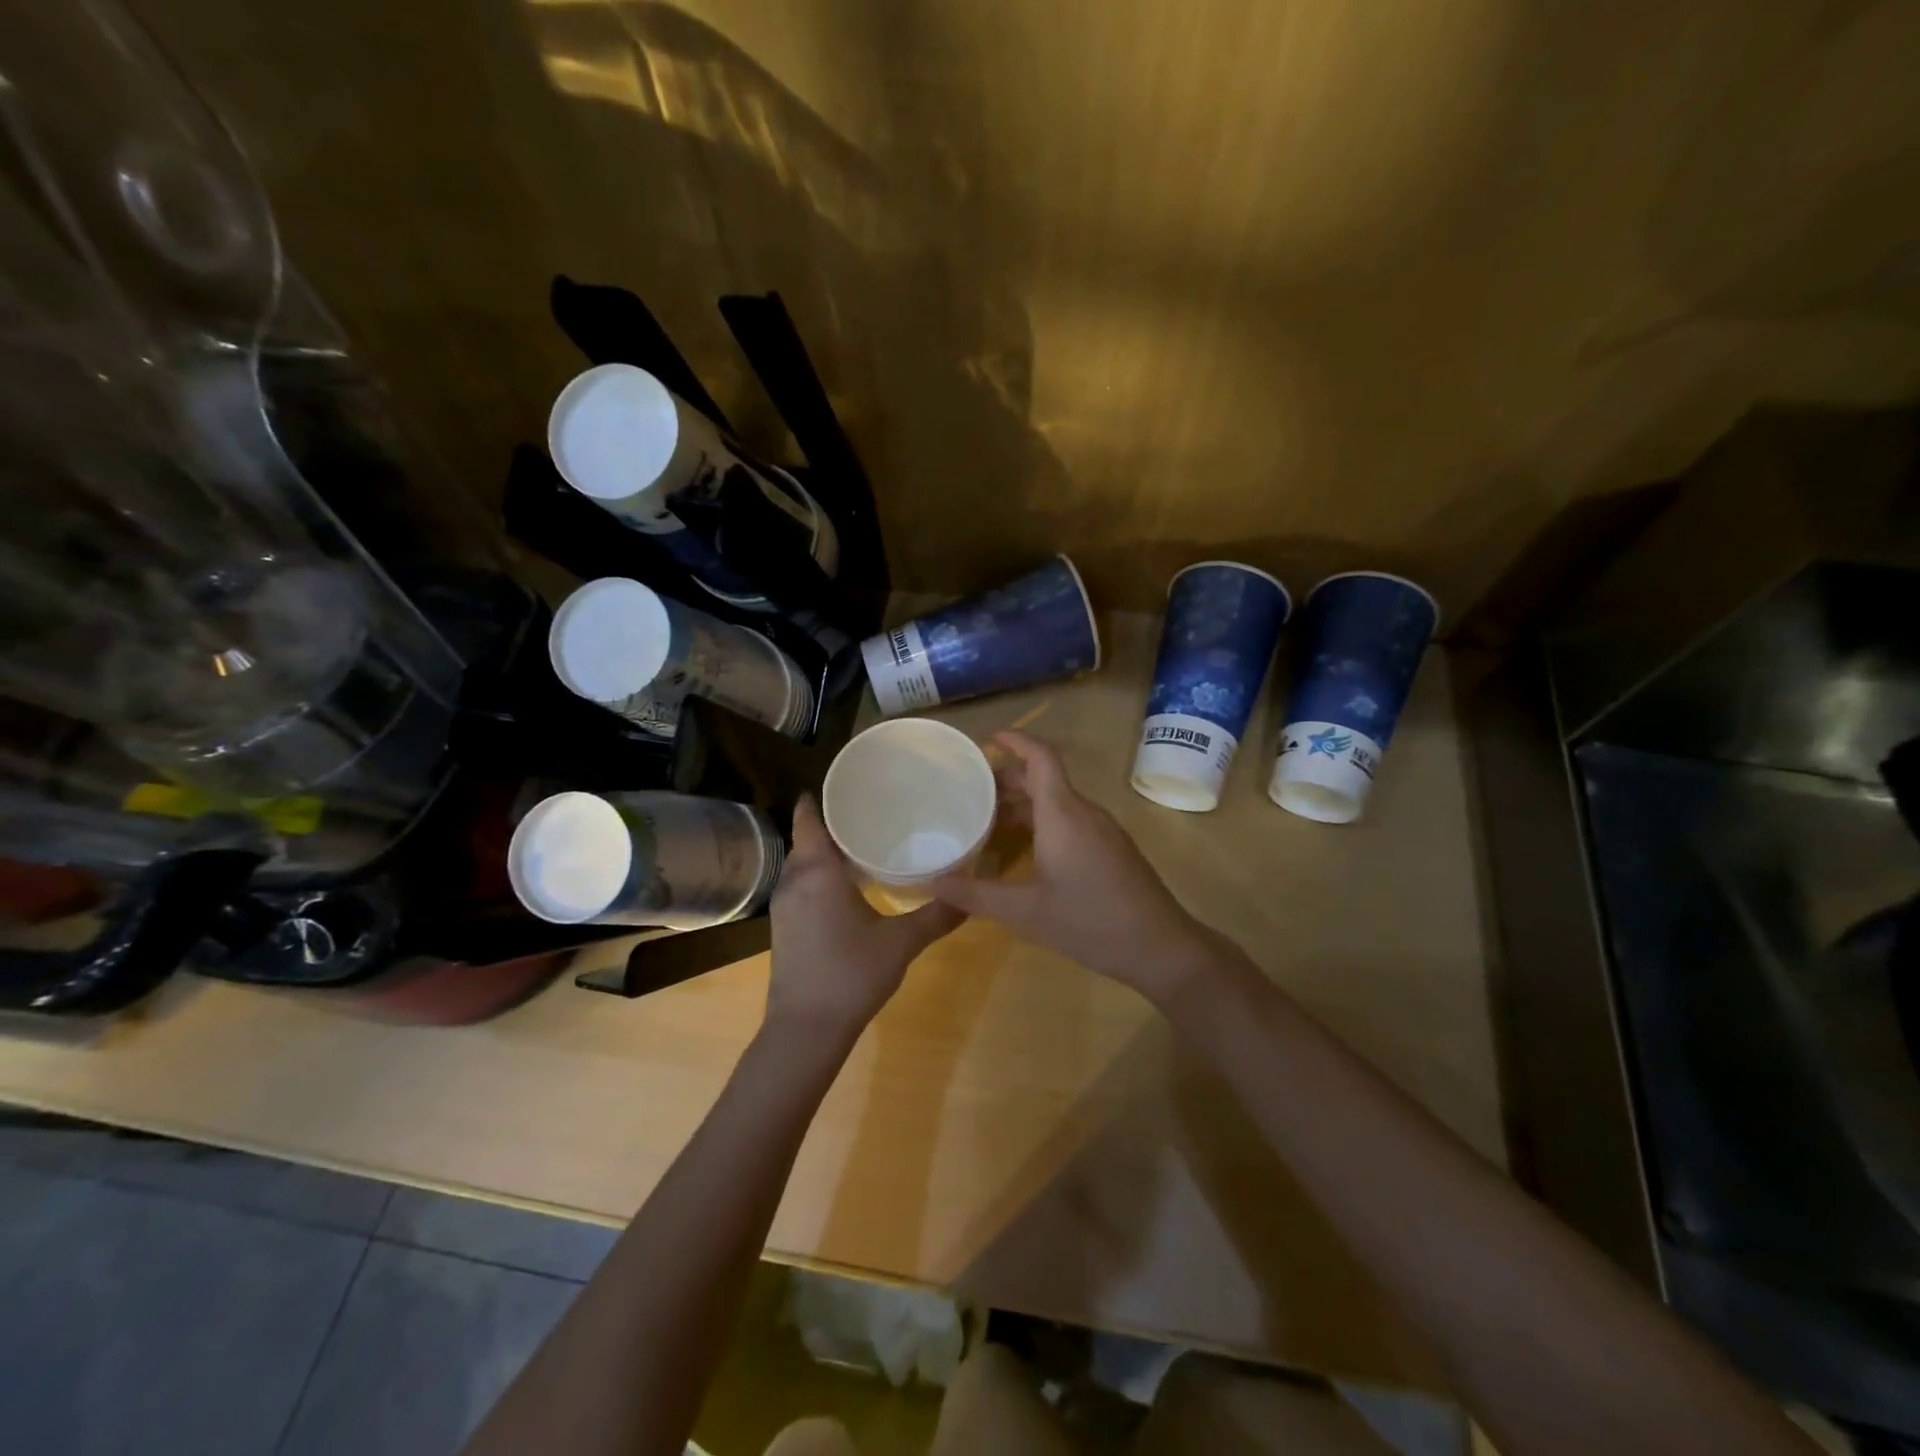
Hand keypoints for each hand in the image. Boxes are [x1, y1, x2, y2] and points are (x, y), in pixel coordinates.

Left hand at [765, 795, 964, 1040]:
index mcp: (817, 872)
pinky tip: (848, 888)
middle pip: (807, 839)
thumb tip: (970, 895)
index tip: (849, 786)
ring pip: (803, 864)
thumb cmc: (851, 974)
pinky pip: (801, 886)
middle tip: (871, 813)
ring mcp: (784, 906)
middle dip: (832, 824)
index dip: (821, 798)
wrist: (805, 1030)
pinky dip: (820, 876)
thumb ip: (937, 916)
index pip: (808, 818)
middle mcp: (794, 881)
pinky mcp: (784, 927)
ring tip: (864, 845)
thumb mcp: (901, 943)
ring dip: (825, 852)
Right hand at [931, 733, 1217, 1002]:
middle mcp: (1084, 812)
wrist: (1160, 947)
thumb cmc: (1090, 921)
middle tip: (971, 789)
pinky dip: (1042, 821)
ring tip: (988, 820)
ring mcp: (1102, 830)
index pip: (1041, 757)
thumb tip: (933, 882)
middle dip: (1008, 778)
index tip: (988, 739)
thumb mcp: (1025, 911)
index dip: (1016, 740)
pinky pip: (1071, 820)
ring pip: (1058, 801)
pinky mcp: (1111, 848)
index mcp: (1063, 813)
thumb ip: (976, 894)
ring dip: (1024, 803)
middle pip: (1045, 778)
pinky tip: (1024, 849)